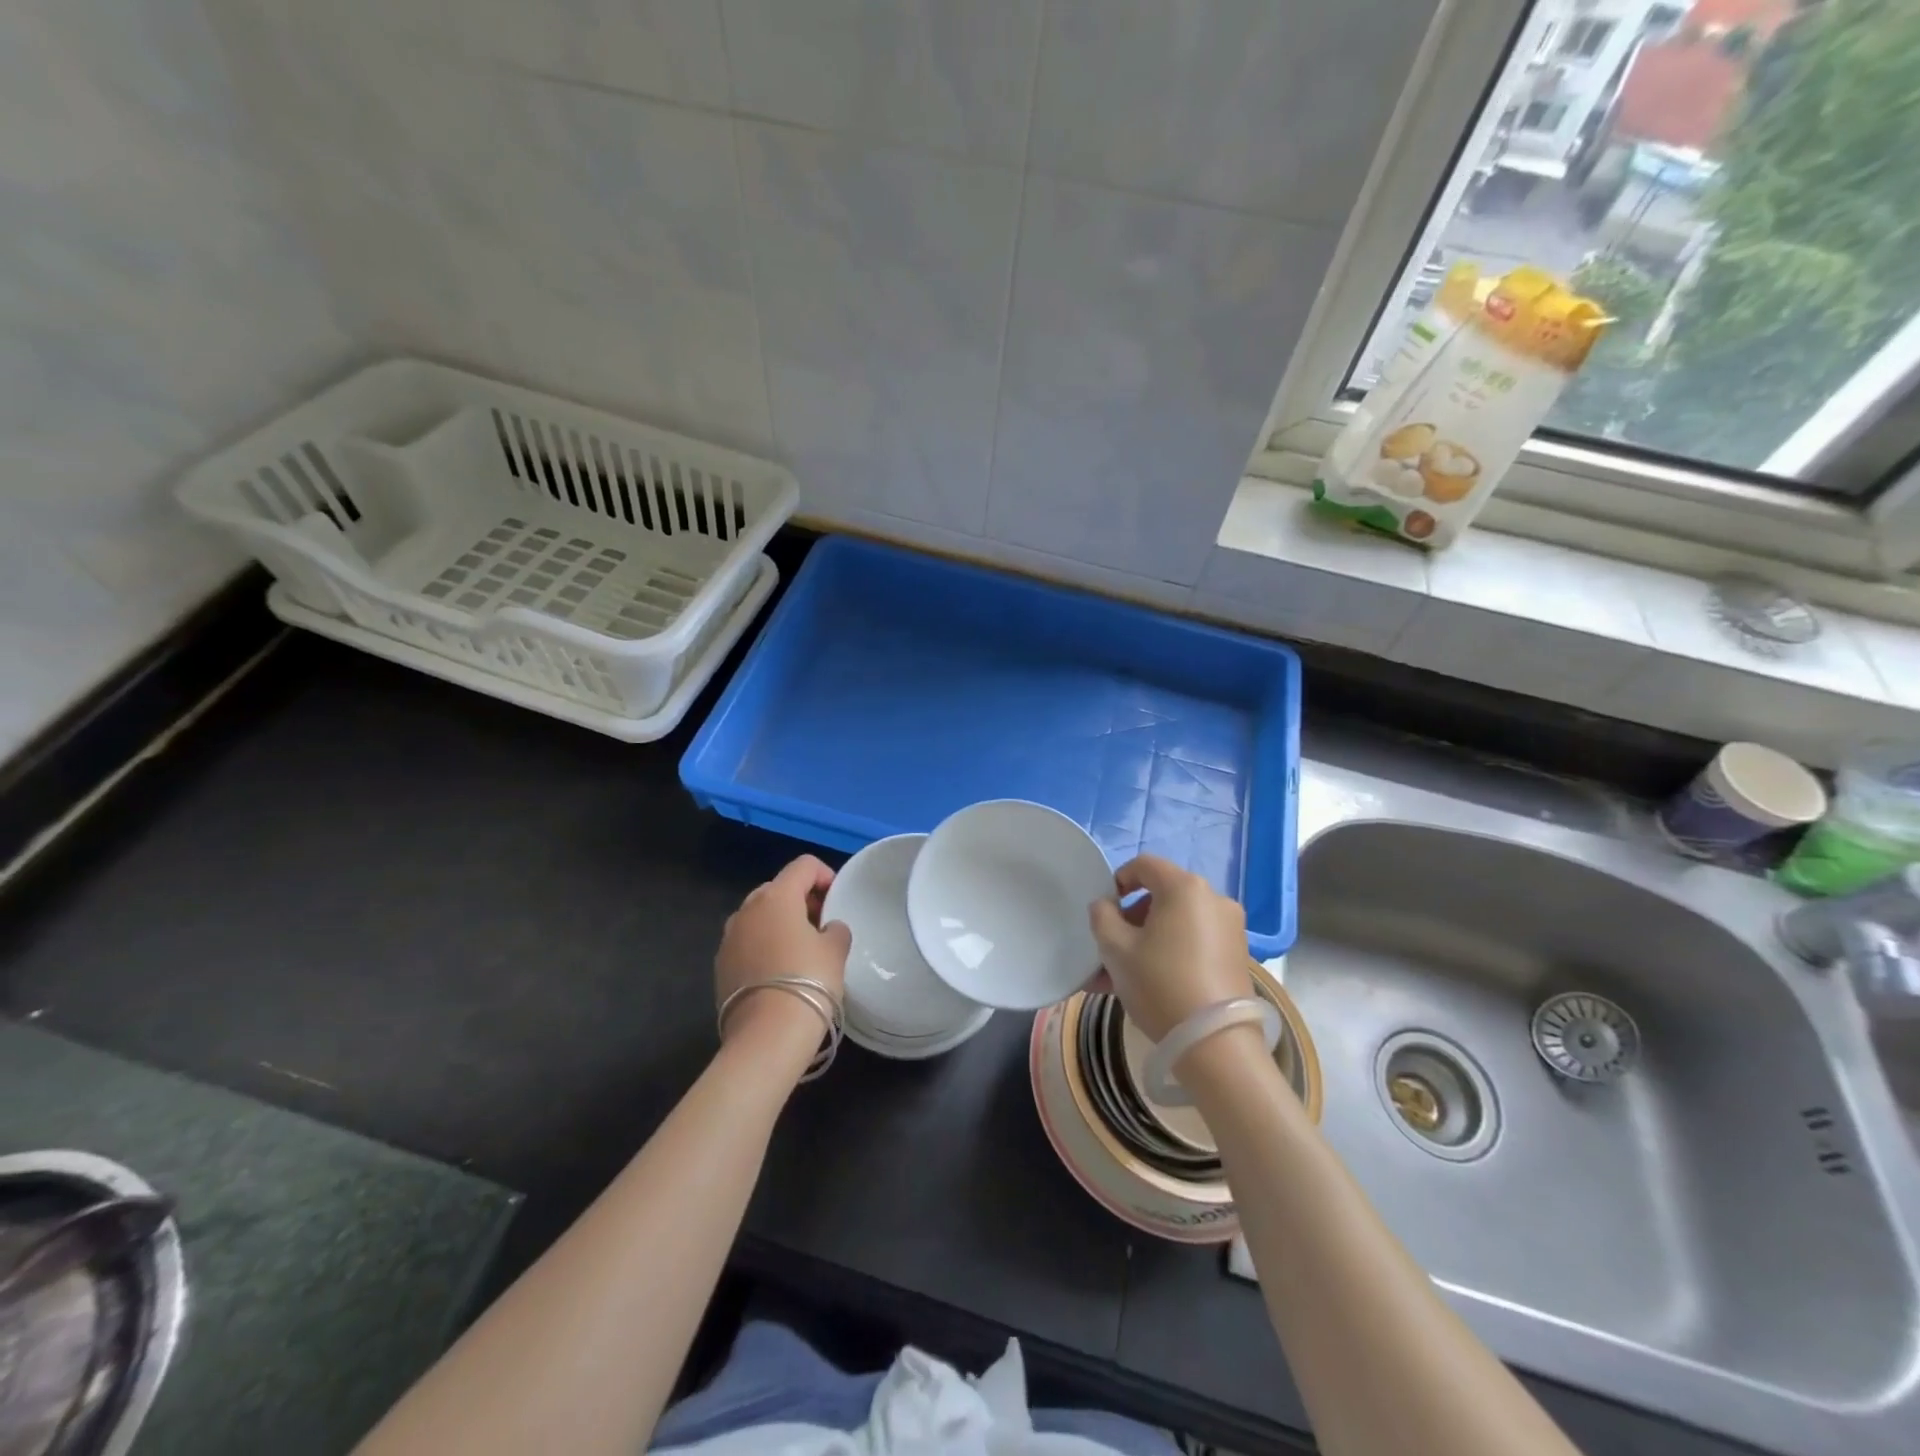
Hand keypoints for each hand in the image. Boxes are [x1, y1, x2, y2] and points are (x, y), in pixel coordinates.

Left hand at [716, 856, 851, 1051]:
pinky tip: (779, 972)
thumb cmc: (809, 981)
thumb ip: (835, 929)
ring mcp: (728, 938)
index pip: (803, 866)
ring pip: (758, 917)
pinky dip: (763, 947)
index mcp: (776, 897)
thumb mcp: (836, 950)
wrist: (767, 1037)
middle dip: (800, 900)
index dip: (825, 875)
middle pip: (777, 889)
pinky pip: (746, 943)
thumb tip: (828, 928)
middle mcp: (747, 910)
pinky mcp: (720, 966)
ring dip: (779, 923)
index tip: (837, 899)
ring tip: (800, 950)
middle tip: (821, 924)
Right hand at [1088, 854, 1251, 1039]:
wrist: (1216, 1045)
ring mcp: (1230, 929)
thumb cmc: (1160, 984)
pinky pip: (1193, 943)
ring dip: (1146, 941)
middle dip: (1131, 919)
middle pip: (1162, 896)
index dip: (1118, 880)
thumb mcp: (1115, 949)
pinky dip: (1169, 954)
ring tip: (1120, 977)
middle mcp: (1214, 899)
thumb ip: (1102, 916)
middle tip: (1109, 950)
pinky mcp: (1237, 956)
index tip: (1104, 910)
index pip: (1145, 865)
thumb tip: (1106, 905)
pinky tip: (1147, 985)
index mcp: (1185, 888)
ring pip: (1176, 924)